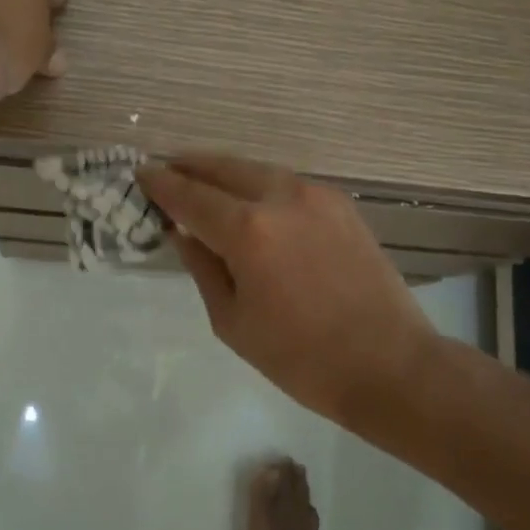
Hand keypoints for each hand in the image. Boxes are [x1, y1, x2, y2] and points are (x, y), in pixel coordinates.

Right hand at [137, 154, 440, 428]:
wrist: (389, 363)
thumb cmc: (301, 357)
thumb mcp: (233, 321)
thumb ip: (203, 267)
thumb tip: (182, 232)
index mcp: (249, 231)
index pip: (191, 196)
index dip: (161, 184)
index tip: (140, 174)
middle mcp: (282, 198)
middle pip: (224, 168)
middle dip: (191, 165)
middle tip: (166, 168)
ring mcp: (317, 195)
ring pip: (258, 169)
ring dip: (225, 171)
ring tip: (202, 178)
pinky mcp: (341, 204)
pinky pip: (287, 182)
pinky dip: (259, 182)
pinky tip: (248, 196)